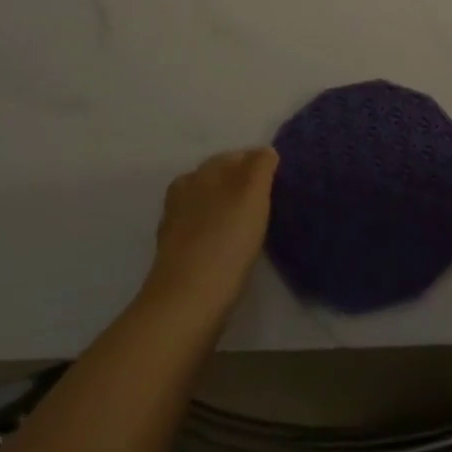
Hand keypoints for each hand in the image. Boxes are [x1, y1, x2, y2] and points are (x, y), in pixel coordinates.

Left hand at [139, 148, 277, 323]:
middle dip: (240, 186)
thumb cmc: (226, 238)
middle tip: (267, 204)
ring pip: (208, 205)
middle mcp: (185, 191)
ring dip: (227, 211)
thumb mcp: (252, 192)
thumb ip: (260, 166)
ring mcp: (176, 223)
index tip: (277, 183)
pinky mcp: (174, 254)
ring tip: (251, 227)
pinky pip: (201, 232)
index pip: (236, 156)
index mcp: (202, 172)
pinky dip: (216, 234)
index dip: (258, 165)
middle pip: (219, 179)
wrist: (187, 300)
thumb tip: (264, 152)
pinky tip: (230, 248)